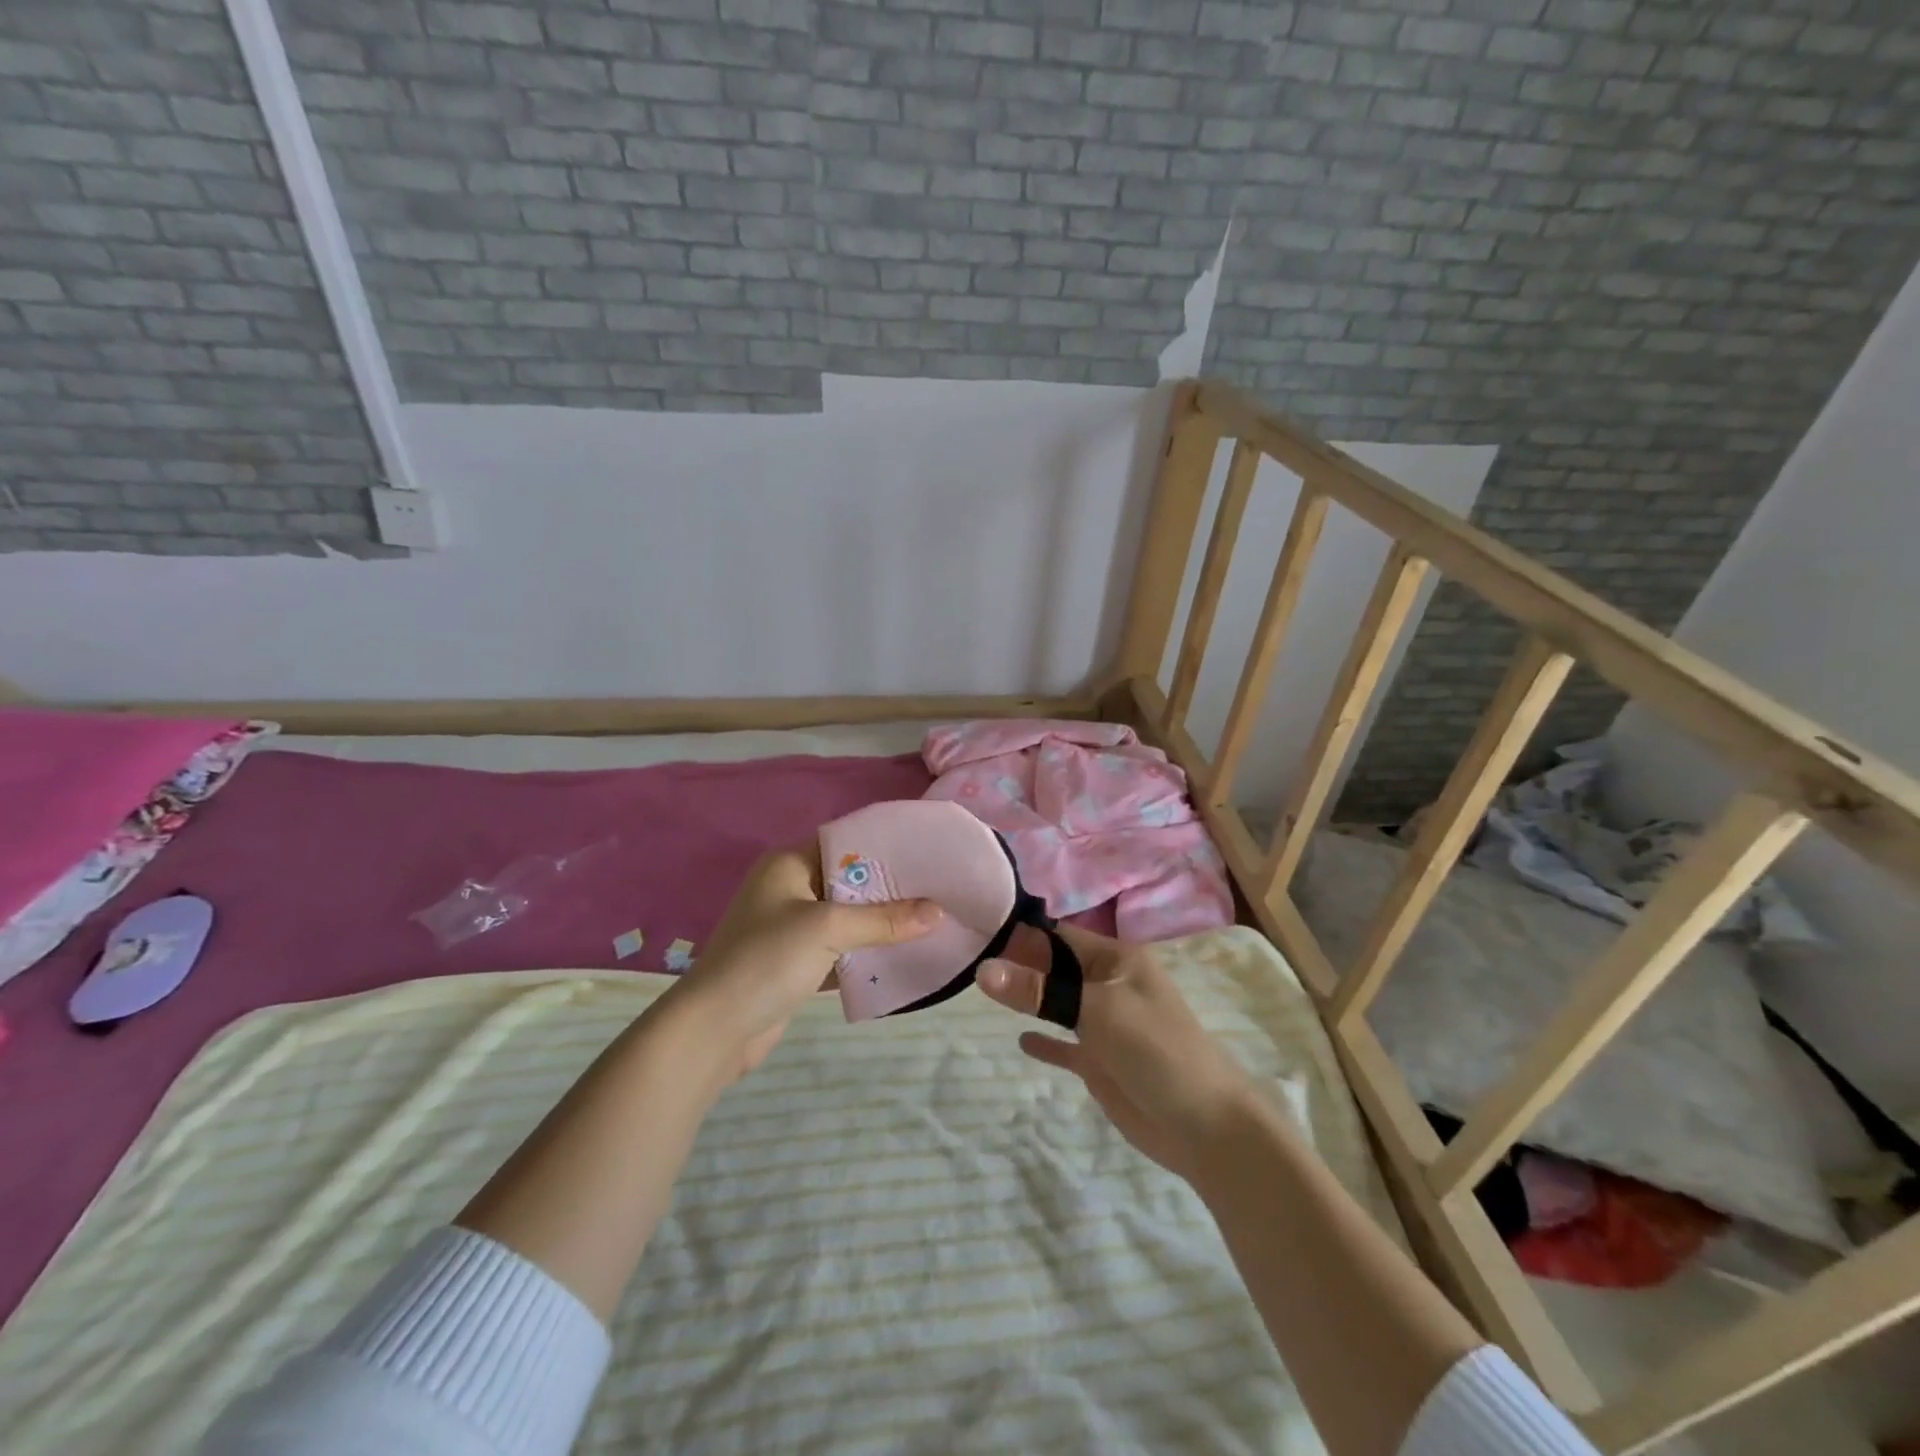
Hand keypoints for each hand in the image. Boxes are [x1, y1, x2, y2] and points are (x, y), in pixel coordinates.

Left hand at [662, 846, 940, 1083]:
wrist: (714, 1030)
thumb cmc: (766, 960)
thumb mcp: (827, 929)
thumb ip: (884, 919)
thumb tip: (938, 912)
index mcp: (789, 863)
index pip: (845, 842)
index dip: (884, 846)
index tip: (927, 853)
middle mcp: (790, 888)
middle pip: (849, 881)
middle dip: (890, 888)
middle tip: (938, 889)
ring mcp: (791, 927)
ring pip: (847, 917)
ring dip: (881, 922)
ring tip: (931, 919)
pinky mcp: (796, 962)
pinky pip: (840, 948)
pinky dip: (865, 951)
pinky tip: (903, 954)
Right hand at [977, 924, 1255, 1181]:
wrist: (1205, 1125)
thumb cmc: (1155, 1048)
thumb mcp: (1096, 1010)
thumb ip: (1039, 991)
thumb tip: (983, 970)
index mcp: (1115, 959)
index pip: (1057, 936)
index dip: (1020, 933)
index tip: (974, 932)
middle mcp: (1107, 983)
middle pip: (1053, 967)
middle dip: (1017, 964)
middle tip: (965, 961)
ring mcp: (1104, 1023)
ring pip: (1056, 1002)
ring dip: (1027, 998)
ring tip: (979, 992)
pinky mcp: (1100, 1061)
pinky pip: (1064, 1043)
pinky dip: (1044, 1040)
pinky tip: (1019, 1040)